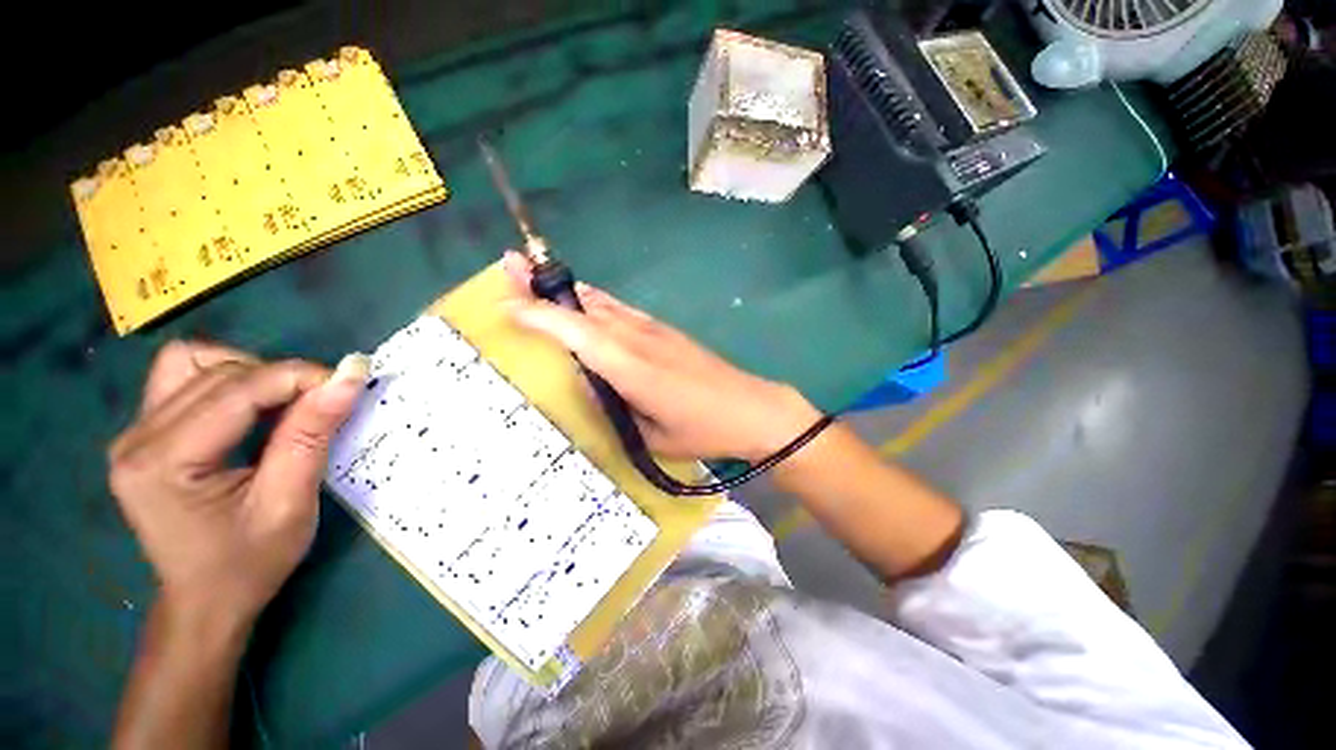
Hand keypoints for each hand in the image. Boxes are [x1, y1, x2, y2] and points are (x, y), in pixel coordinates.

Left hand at [108, 341, 367, 625]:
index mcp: (165, 463)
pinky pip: (183, 377)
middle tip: (323, 402)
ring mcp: (134, 433)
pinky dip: (227, 379)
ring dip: (251, 373)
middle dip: (281, 378)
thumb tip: (349, 378)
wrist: (205, 600)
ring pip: (195, 362)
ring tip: (283, 405)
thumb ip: (312, 434)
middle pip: (216, 372)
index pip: (237, 390)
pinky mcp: (143, 433)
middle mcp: (136, 438)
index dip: (300, 377)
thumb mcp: (290, 503)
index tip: (351, 383)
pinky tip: (250, 407)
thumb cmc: (250, 562)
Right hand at [502, 252, 819, 461]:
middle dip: (545, 285)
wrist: (751, 408)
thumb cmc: (701, 430)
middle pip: (585, 305)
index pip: (576, 333)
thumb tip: (587, 384)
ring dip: (569, 289)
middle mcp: (638, 338)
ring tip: (538, 278)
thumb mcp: (650, 435)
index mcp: (630, 367)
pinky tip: (587, 305)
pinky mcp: (666, 330)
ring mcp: (654, 330)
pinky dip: (596, 302)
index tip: (506, 303)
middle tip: (509, 264)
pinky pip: (622, 309)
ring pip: (603, 302)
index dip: (540, 315)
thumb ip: (614, 408)